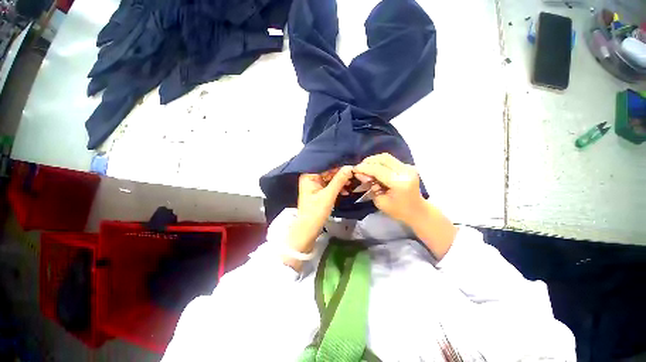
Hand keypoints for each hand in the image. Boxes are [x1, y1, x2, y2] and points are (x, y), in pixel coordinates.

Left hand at [288, 166, 353, 253]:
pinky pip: (330, 185)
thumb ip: (339, 180)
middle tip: (354, 176)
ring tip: (351, 184)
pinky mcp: (318, 192)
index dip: (339, 166)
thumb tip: (350, 167)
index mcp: (309, 176)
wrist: (308, 230)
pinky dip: (337, 187)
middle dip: (341, 174)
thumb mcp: (329, 195)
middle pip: (328, 171)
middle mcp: (310, 178)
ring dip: (340, 181)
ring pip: (330, 179)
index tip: (351, 166)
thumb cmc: (315, 212)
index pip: (325, 166)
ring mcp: (314, 185)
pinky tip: (346, 191)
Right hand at [353, 153, 425, 225]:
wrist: (417, 211)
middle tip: (359, 168)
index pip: (378, 170)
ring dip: (373, 160)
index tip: (354, 169)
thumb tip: (359, 174)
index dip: (364, 168)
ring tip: (365, 167)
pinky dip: (379, 162)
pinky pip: (390, 160)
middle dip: (368, 162)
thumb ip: (370, 186)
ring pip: (386, 157)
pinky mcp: (408, 166)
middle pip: (383, 159)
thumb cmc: (398, 211)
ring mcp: (408, 167)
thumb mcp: (380, 201)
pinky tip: (374, 168)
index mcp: (399, 182)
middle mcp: (405, 171)